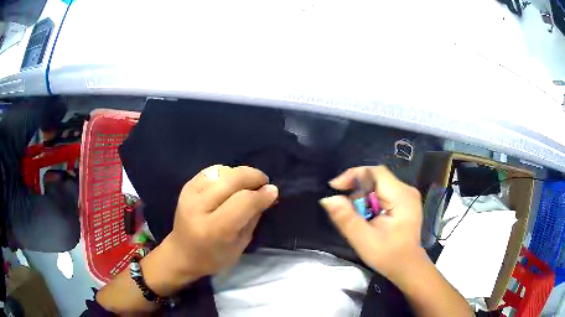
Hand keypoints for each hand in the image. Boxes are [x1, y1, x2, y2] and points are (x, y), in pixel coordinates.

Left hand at [164, 165, 277, 282]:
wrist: (181, 254)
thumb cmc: (213, 257)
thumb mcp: (240, 245)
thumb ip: (253, 217)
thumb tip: (267, 193)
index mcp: (213, 229)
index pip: (242, 202)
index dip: (261, 194)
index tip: (273, 191)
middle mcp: (198, 207)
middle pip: (232, 179)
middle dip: (253, 177)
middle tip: (264, 183)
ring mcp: (189, 194)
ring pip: (222, 171)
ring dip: (240, 174)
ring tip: (247, 184)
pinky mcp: (186, 187)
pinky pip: (211, 170)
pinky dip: (226, 172)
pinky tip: (230, 182)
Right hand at [320, 166, 425, 286]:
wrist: (407, 267)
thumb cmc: (388, 255)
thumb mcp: (364, 240)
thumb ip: (346, 219)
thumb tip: (328, 199)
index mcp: (401, 196)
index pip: (375, 172)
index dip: (353, 175)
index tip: (335, 188)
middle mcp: (406, 190)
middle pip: (376, 178)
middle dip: (356, 189)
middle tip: (343, 207)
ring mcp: (407, 196)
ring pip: (378, 185)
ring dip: (362, 196)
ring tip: (355, 216)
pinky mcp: (404, 202)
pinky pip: (383, 193)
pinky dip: (370, 201)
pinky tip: (366, 216)